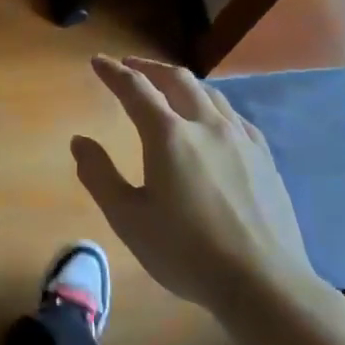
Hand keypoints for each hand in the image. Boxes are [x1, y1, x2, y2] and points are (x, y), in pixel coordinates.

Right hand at [72, 55, 321, 316]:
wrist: (264, 283)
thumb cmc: (186, 252)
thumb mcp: (128, 218)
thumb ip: (99, 175)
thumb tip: (79, 141)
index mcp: (169, 136)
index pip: (135, 89)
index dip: (113, 72)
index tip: (97, 61)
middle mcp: (207, 126)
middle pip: (177, 80)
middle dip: (149, 68)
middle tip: (130, 66)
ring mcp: (241, 140)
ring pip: (210, 93)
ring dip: (182, 82)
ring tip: (167, 87)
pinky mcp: (264, 158)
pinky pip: (233, 116)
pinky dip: (211, 105)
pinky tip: (212, 121)